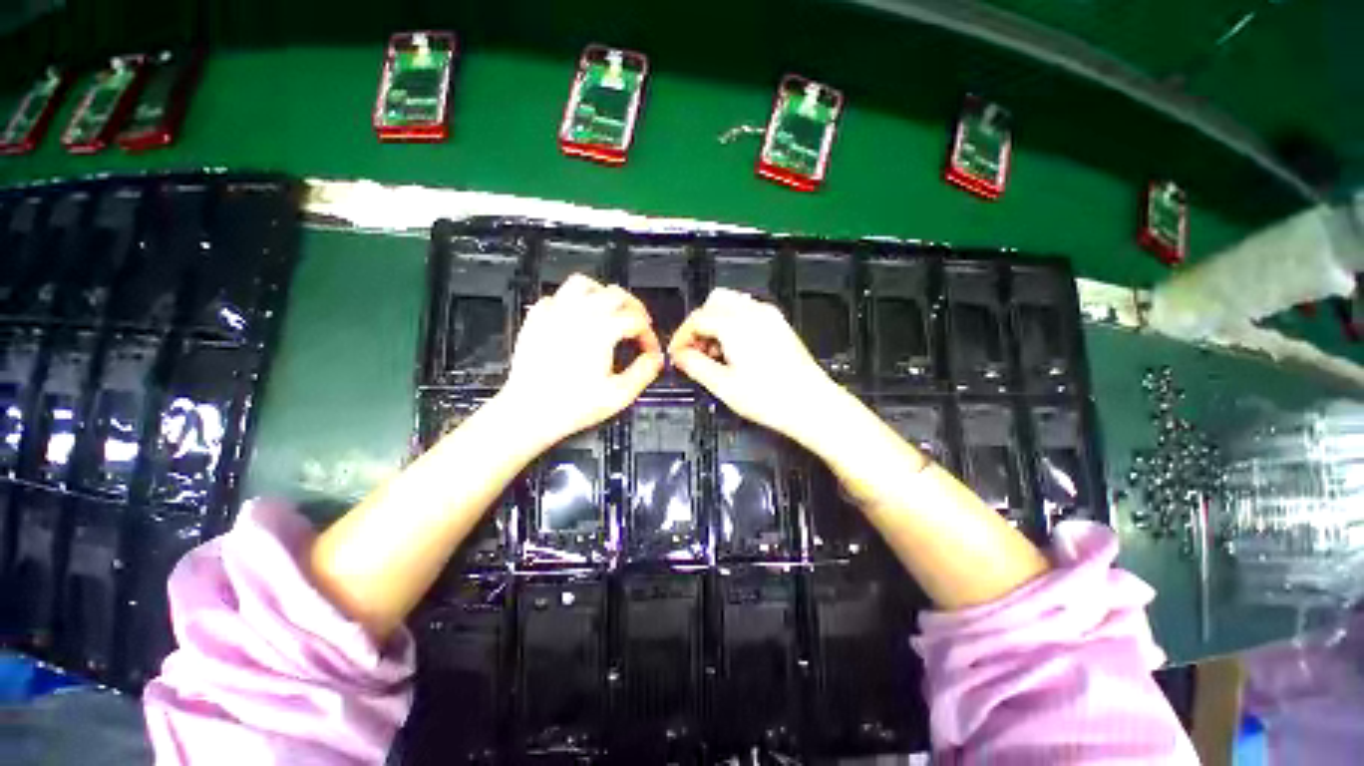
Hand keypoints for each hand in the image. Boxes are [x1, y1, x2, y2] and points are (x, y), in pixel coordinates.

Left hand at [498, 274, 663, 448]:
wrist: (528, 413)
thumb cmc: (574, 406)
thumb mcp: (619, 395)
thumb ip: (644, 372)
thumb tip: (656, 358)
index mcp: (602, 330)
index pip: (636, 320)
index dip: (649, 335)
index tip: (650, 352)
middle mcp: (579, 313)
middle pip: (615, 293)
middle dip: (633, 308)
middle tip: (638, 327)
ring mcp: (554, 312)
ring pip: (583, 284)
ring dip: (602, 295)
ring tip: (609, 313)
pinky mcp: (536, 319)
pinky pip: (556, 297)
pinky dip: (572, 303)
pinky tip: (577, 320)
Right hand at [669, 288, 841, 444]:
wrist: (812, 405)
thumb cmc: (770, 399)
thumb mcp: (723, 386)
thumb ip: (695, 366)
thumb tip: (680, 356)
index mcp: (736, 325)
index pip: (698, 318)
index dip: (682, 336)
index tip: (677, 354)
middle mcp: (753, 312)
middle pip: (714, 302)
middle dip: (699, 324)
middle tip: (695, 350)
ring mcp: (769, 316)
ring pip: (732, 304)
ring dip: (716, 322)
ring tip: (715, 354)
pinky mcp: (779, 324)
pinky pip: (748, 311)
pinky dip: (733, 323)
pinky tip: (734, 350)